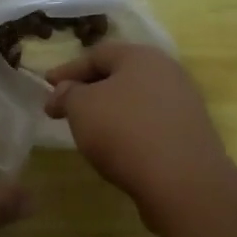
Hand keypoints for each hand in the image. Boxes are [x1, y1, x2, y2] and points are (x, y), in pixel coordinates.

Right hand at [44, 43, 236, 218]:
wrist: (183, 181)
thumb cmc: (125, 132)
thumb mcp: (82, 108)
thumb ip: (67, 94)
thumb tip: (64, 91)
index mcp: (141, 56)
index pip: (96, 54)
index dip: (67, 70)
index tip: (46, 86)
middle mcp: (167, 72)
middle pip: (119, 75)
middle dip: (89, 89)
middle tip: (65, 107)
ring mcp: (183, 104)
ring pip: (136, 100)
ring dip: (109, 111)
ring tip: (88, 130)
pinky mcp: (190, 134)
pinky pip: (150, 123)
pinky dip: (129, 130)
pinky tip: (117, 148)